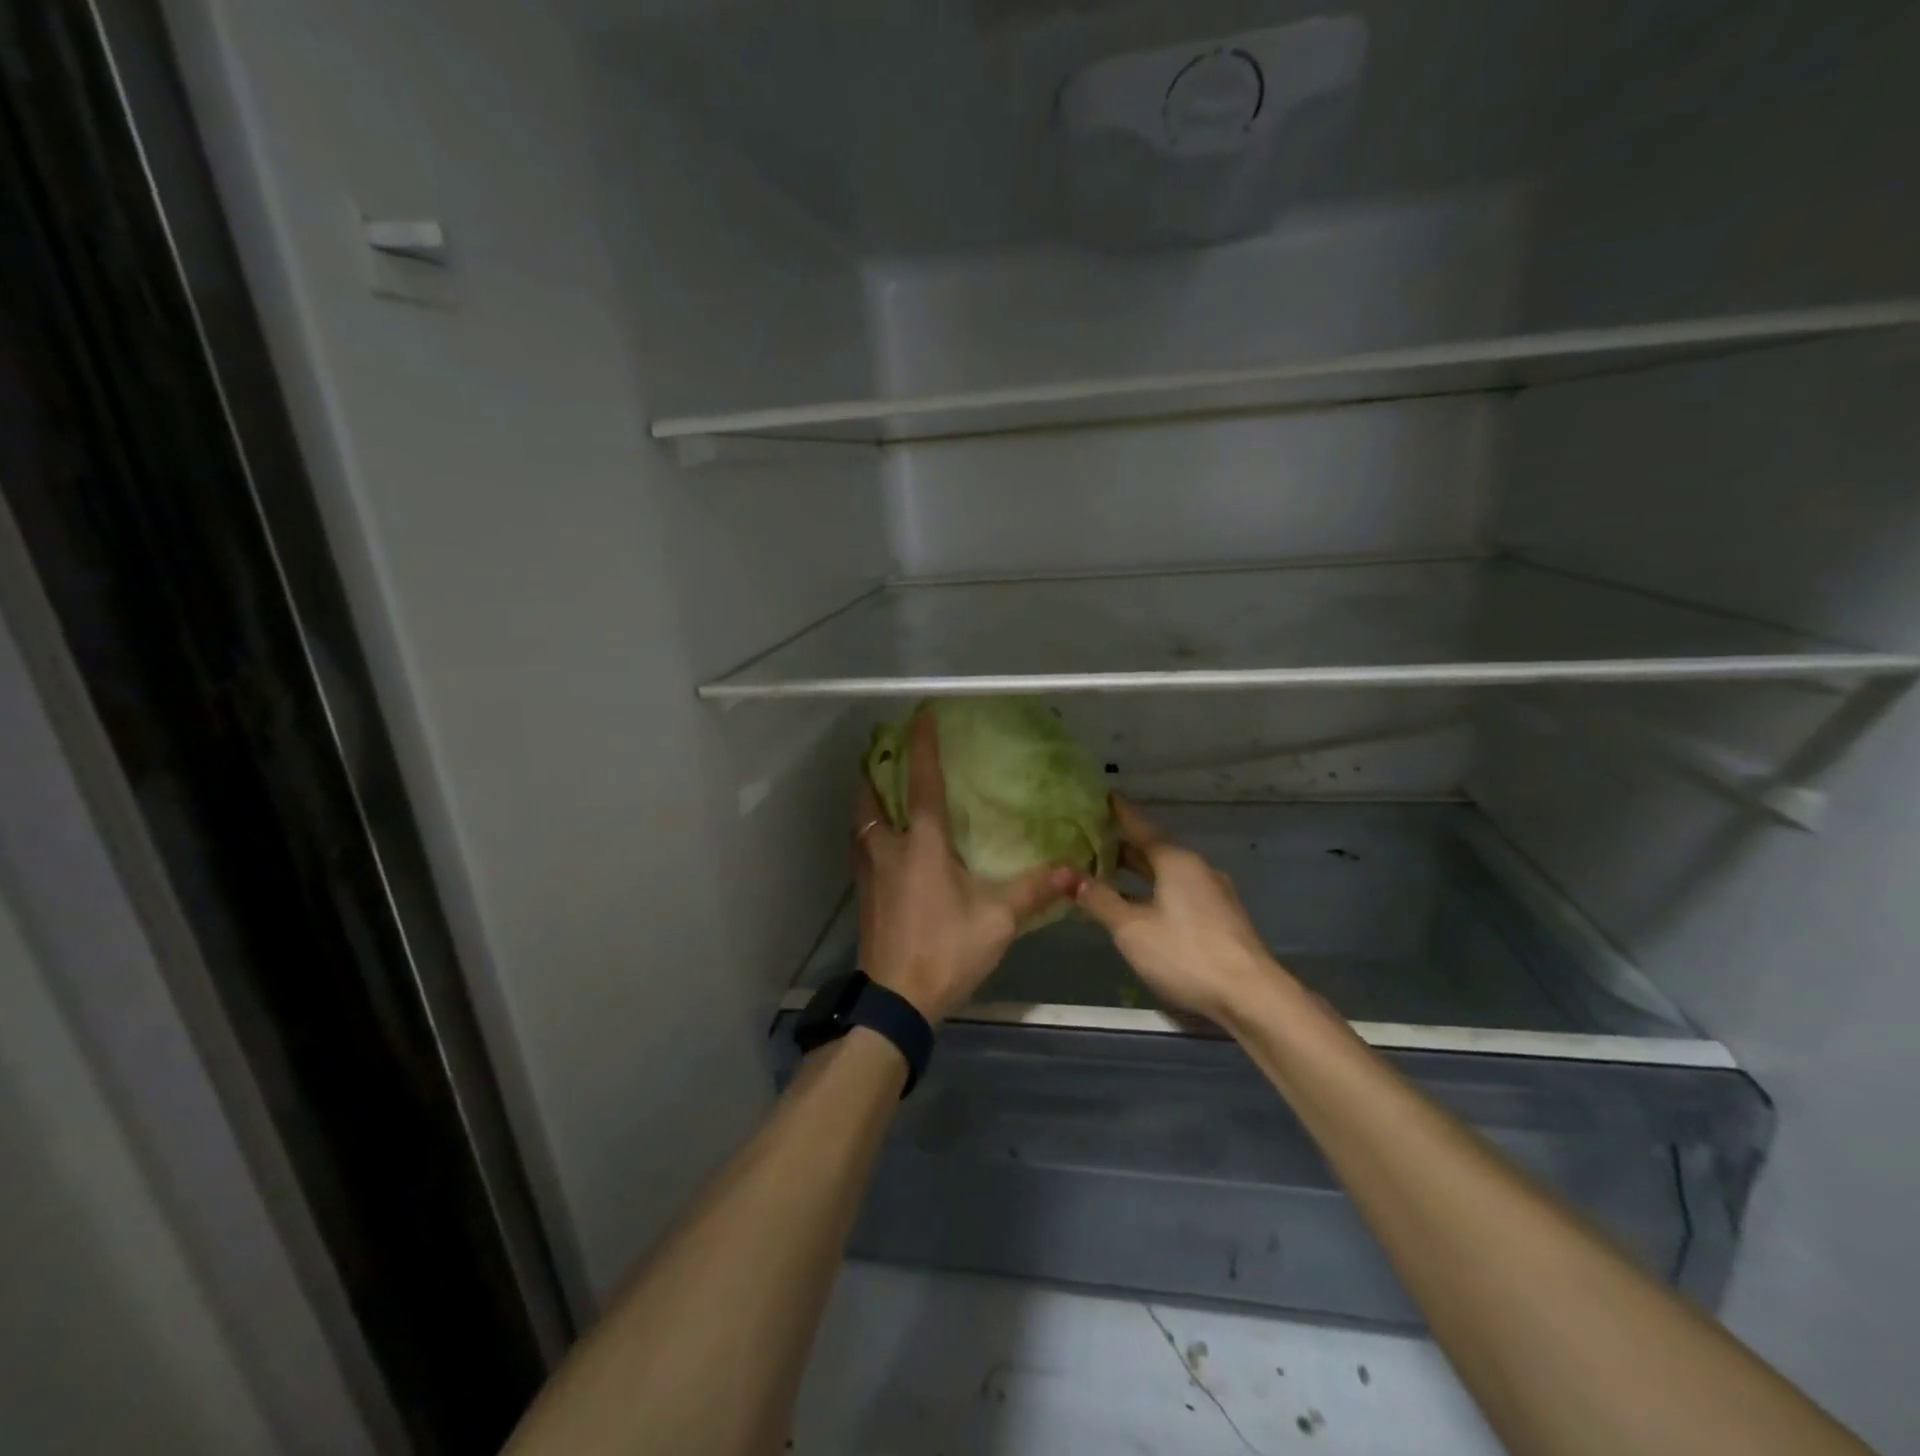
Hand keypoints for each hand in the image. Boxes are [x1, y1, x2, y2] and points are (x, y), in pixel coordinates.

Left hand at [852, 712, 1077, 1023]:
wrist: (896, 1001)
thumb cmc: (946, 950)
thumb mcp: (998, 921)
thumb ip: (1034, 890)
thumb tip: (1072, 868)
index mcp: (922, 845)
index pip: (922, 784)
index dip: (922, 746)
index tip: (920, 716)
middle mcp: (889, 849)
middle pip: (870, 797)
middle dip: (875, 770)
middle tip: (886, 753)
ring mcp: (870, 873)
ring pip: (860, 823)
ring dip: (867, 799)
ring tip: (880, 789)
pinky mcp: (864, 895)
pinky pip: (861, 847)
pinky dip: (868, 830)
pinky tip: (883, 842)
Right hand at [1074, 798, 1292, 1024]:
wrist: (1249, 995)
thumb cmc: (1184, 952)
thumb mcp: (1131, 928)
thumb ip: (1098, 899)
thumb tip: (1064, 874)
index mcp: (1175, 860)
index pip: (1140, 825)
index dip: (1118, 812)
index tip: (1101, 796)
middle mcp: (1196, 868)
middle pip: (1153, 849)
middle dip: (1122, 846)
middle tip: (1090, 840)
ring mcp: (1211, 893)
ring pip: (1166, 872)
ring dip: (1137, 872)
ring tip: (1107, 873)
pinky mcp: (1218, 917)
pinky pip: (1178, 891)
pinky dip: (1153, 890)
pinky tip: (1138, 906)